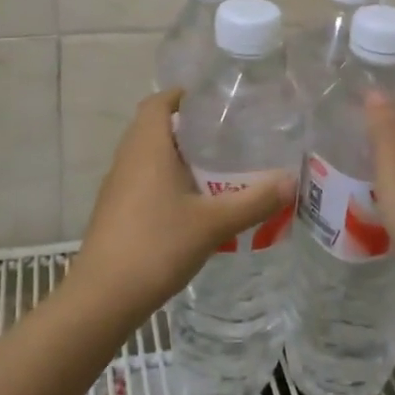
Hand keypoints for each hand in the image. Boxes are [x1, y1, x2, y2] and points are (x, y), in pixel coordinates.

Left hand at [66, 89, 294, 322]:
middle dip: (187, 126)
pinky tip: (193, 203)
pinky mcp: (115, 212)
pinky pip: (143, 181)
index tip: (214, 100)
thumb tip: (292, 181)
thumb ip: (254, 200)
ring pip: (148, 156)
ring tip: (216, 166)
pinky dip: (166, 180)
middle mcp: (128, 158)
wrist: (102, 298)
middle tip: (226, 133)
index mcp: (147, 146)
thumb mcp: (213, 223)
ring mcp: (118, 187)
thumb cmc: (156, 245)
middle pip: (154, 127)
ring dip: (177, 155)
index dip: (183, 95)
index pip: (159, 102)